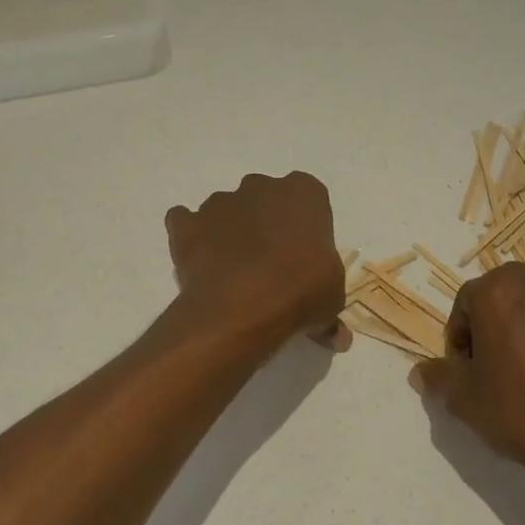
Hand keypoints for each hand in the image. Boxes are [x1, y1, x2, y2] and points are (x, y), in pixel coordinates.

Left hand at [165, 172, 347, 348]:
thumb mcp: (331, 300)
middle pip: (265, 199)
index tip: (303, 256)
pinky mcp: (188, 224)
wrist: (244, 305)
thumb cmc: (302, 291)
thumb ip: (331, 310)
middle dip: (266, 223)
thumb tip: (337, 337)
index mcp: (303, 192)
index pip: (308, 199)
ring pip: (226, 210)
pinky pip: (186, 223)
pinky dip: (191, 237)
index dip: (304, 227)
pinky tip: (201, 264)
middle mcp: (260, 186)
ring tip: (234, 272)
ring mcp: (220, 202)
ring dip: (230, 232)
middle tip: (271, 263)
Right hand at [414, 263, 524, 500]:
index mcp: (499, 289)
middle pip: (511, 294)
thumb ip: (438, 377)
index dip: (462, 336)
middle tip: (503, 367)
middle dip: (501, 323)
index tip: (469, 368)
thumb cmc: (522, 414)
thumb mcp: (465, 401)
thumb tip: (419, 372)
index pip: (468, 303)